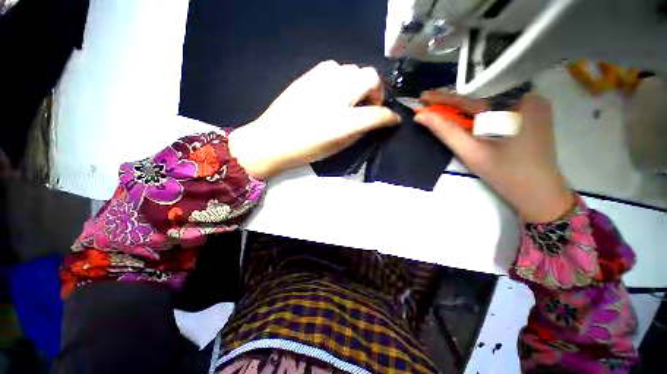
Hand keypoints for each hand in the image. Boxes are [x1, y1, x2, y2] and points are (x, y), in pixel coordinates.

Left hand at [228, 61, 400, 179]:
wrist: (272, 140)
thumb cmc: (306, 150)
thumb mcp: (337, 147)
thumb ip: (358, 132)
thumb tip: (371, 121)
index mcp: (343, 121)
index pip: (377, 114)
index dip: (389, 117)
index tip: (393, 120)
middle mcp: (336, 96)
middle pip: (370, 77)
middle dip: (376, 91)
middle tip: (370, 104)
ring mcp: (321, 82)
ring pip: (352, 68)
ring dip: (358, 82)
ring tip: (350, 97)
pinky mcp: (308, 76)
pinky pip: (333, 67)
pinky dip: (340, 77)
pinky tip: (334, 90)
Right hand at [415, 91, 573, 222]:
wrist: (539, 192)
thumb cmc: (505, 174)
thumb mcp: (470, 152)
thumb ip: (445, 131)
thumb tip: (421, 116)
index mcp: (514, 105)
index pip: (470, 97)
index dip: (443, 97)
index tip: (423, 97)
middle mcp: (528, 96)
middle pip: (482, 95)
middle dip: (454, 100)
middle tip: (430, 102)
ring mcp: (534, 103)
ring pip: (491, 98)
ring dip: (466, 104)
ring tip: (444, 108)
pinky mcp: (534, 112)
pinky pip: (502, 104)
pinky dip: (482, 109)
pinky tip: (469, 114)